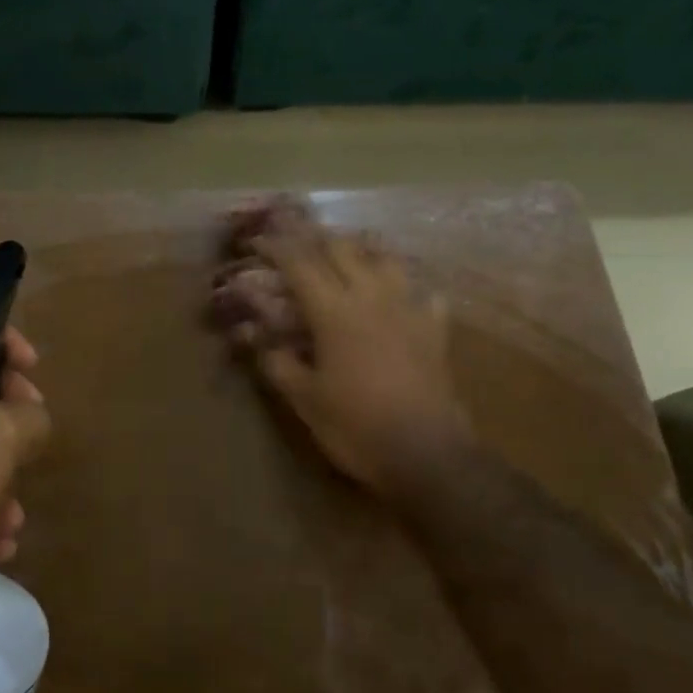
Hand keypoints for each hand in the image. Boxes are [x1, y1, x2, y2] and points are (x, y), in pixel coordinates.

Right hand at [212, 200, 473, 500]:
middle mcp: (372, 297)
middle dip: (317, 240)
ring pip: (386, 260)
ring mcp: (409, 309)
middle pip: (343, 249)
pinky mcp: (435, 329)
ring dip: (363, 252)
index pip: (300, 264)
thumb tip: (257, 339)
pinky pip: (424, 294)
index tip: (260, 240)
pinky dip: (408, 289)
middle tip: (299, 244)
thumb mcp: (305, 400)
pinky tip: (403, 298)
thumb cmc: (355, 426)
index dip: (277, 247)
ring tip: (350, 258)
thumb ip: (278, 362)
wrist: (425, 452)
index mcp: (334, 311)